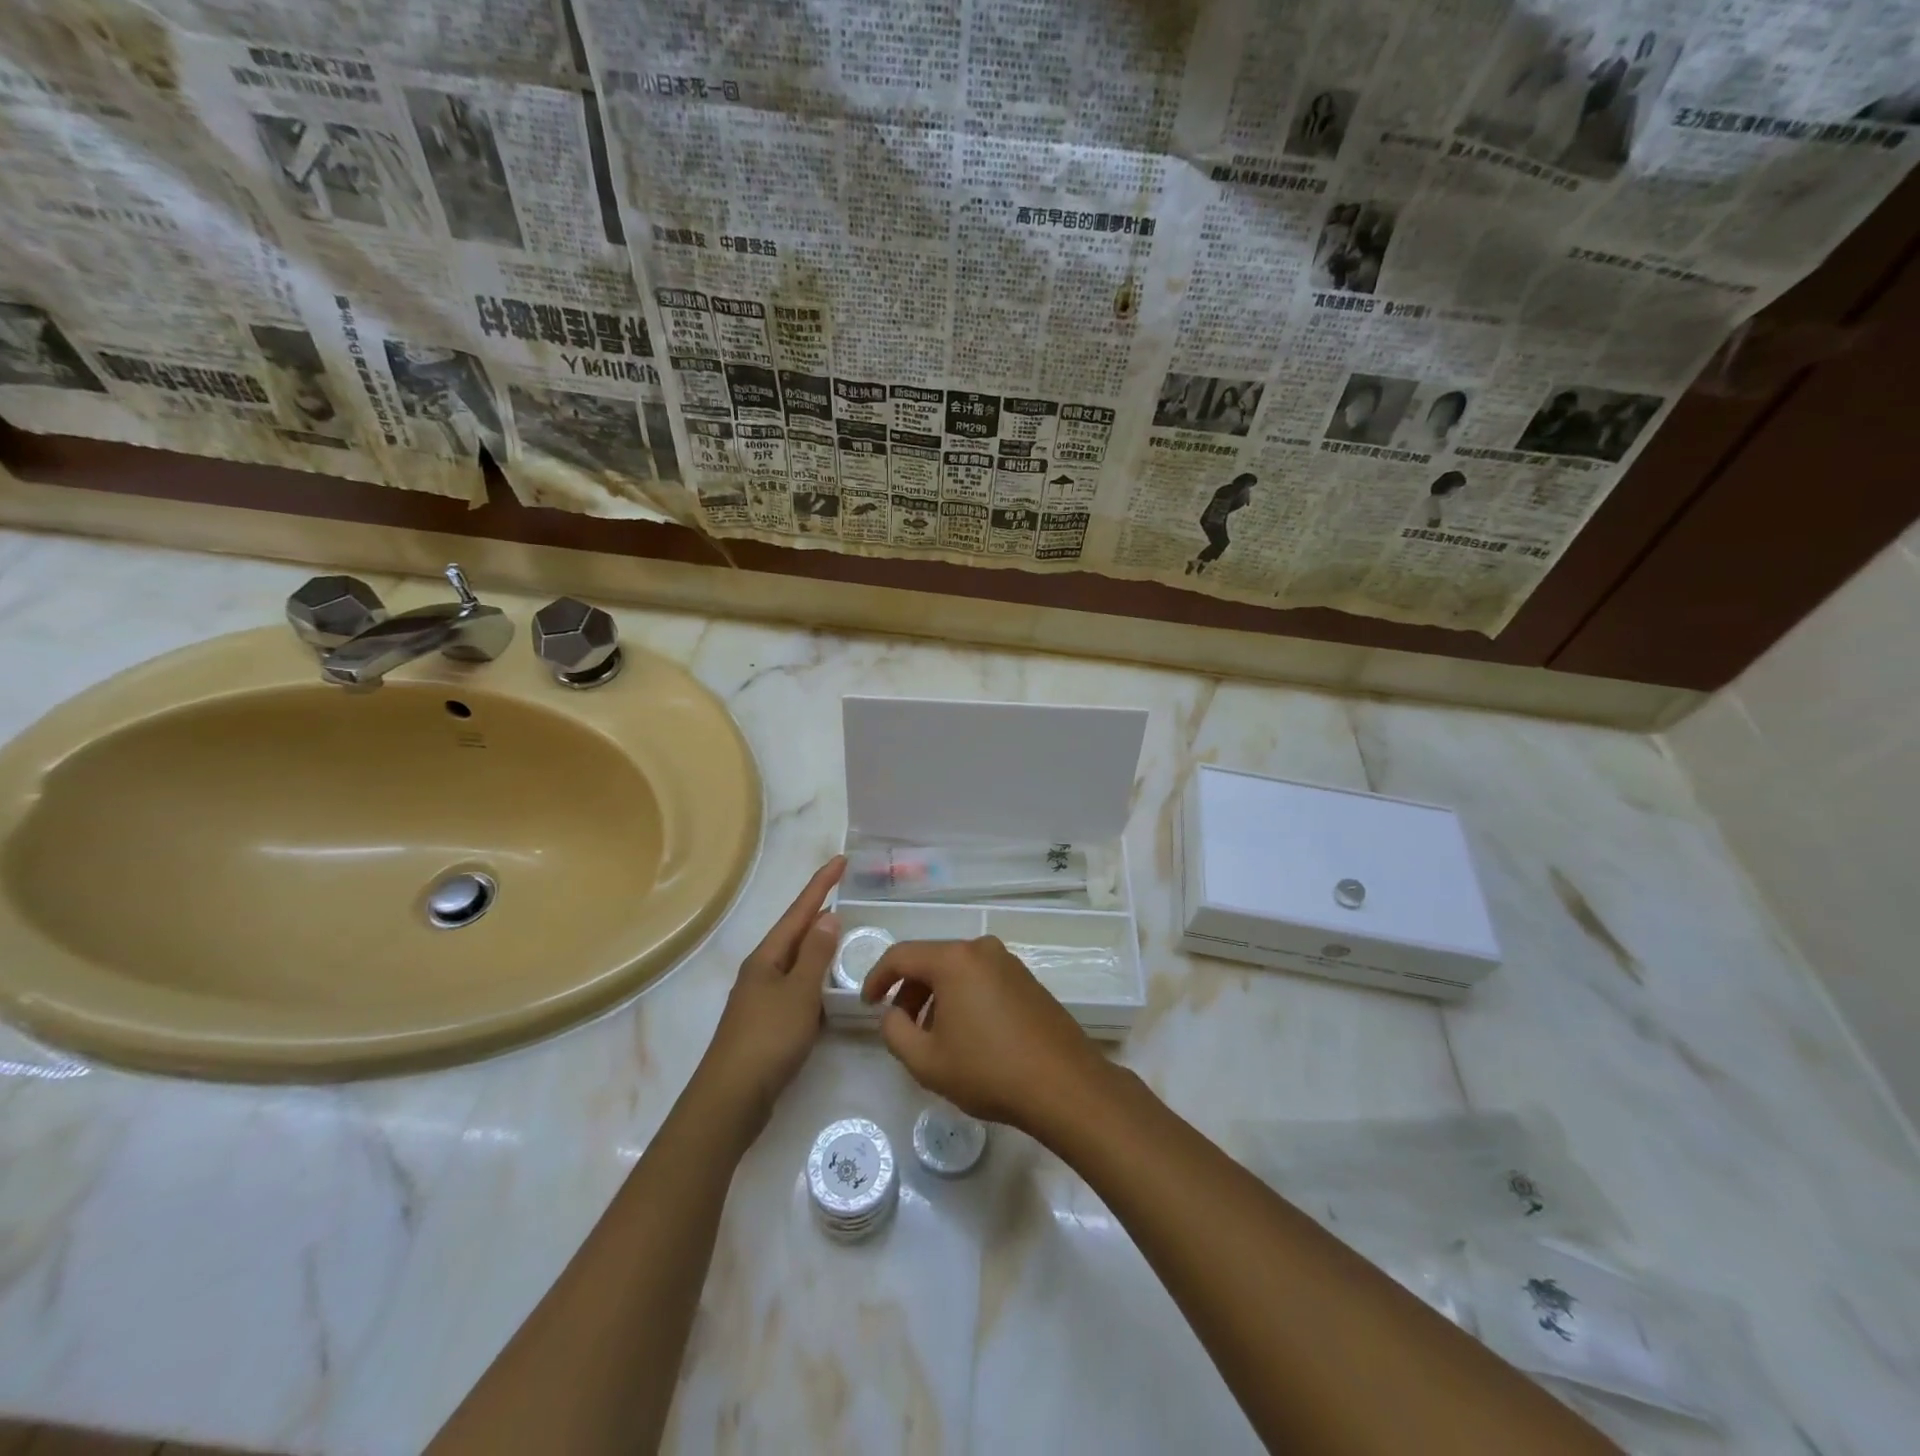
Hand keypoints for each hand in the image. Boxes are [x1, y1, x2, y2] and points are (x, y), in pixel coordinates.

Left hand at [697, 856, 843, 1136]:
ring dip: (820, 948)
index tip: (841, 860)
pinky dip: (818, 980)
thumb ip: (816, 955)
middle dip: (820, 913)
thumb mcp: (799, 993)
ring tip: (848, 937)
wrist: (731, 1100)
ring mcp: (763, 999)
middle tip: (849, 896)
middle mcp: (762, 972)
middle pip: (795, 933)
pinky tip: (832, 989)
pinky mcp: (768, 1024)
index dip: (821, 885)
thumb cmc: (767, 1039)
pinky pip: (799, 989)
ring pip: (797, 963)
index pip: (799, 912)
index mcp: (766, 957)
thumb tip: (828, 917)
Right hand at [861, 935, 1109, 1131]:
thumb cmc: (989, 1070)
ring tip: (932, 1036)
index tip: (867, 1004)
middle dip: (909, 991)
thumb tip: (892, 1014)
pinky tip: (966, 1034)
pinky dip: (963, 998)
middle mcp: (982, 949)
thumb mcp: (926, 1061)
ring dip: (936, 997)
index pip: (901, 955)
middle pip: (931, 960)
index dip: (877, 978)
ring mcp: (1009, 962)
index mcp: (954, 959)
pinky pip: (981, 979)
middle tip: (900, 1026)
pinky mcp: (1027, 980)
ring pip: (957, 971)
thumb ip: (894, 1032)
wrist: (1064, 1085)